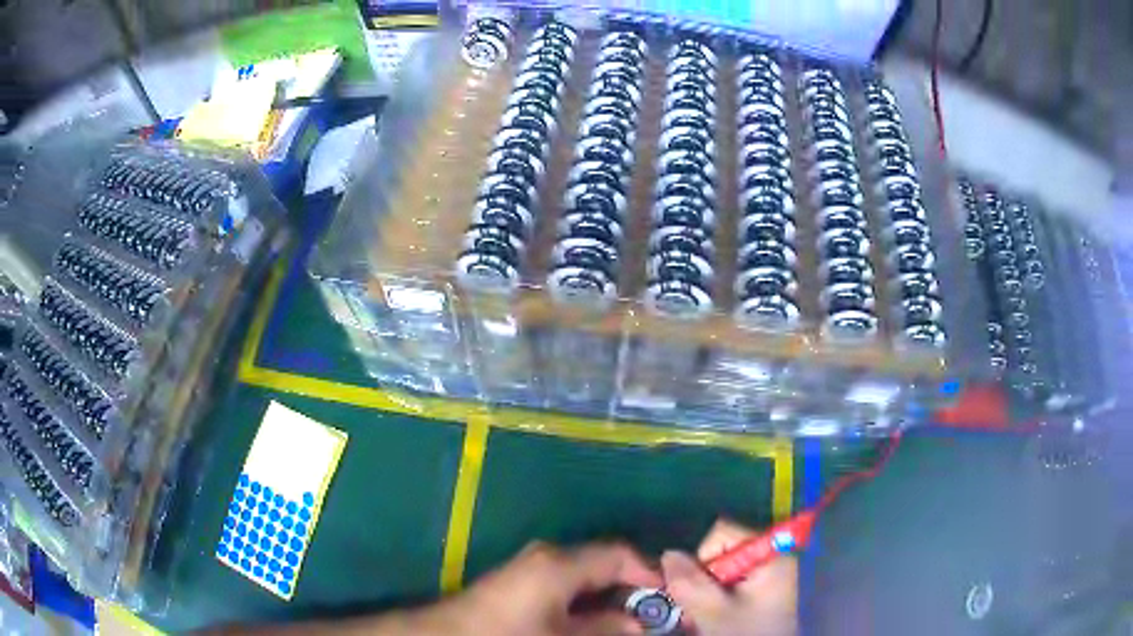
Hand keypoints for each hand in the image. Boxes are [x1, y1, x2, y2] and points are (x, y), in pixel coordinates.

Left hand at [447, 541, 662, 635]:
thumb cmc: (508, 635)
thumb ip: (604, 628)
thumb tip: (638, 624)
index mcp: (560, 564)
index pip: (619, 555)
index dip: (649, 573)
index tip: (669, 599)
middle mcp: (549, 557)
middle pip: (604, 563)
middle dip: (631, 588)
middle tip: (652, 615)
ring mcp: (532, 567)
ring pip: (587, 575)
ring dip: (610, 596)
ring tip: (628, 622)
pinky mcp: (521, 581)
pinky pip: (567, 584)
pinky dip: (588, 599)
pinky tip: (594, 622)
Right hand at [662, 520, 797, 635]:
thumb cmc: (746, 633)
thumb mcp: (714, 612)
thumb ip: (690, 583)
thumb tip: (668, 554)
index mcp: (769, 553)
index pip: (723, 532)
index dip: (702, 557)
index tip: (699, 589)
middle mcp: (772, 557)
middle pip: (721, 552)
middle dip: (702, 581)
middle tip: (697, 611)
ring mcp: (769, 575)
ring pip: (722, 572)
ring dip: (706, 594)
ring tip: (704, 620)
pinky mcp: (764, 592)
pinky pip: (731, 585)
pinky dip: (717, 601)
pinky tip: (715, 621)